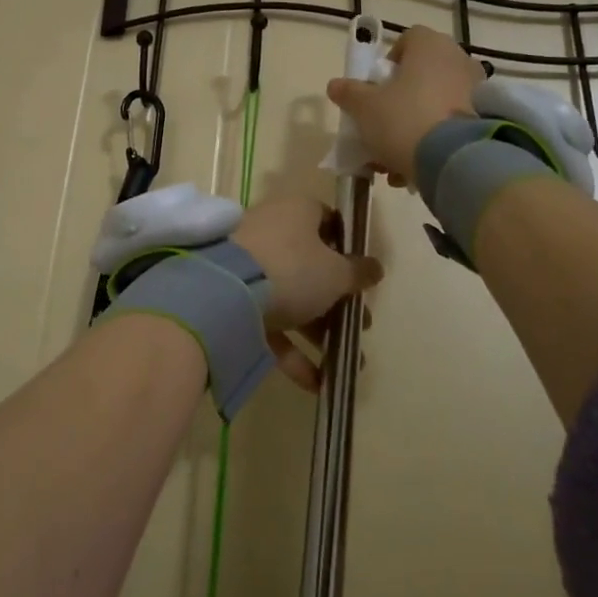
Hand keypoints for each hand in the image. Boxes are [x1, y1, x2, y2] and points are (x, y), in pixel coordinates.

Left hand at [232, 194, 382, 391]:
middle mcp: (270, 233)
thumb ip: (358, 272)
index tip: (361, 273)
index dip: (346, 246)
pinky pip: (269, 324)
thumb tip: (375, 268)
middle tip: (361, 325)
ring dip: (319, 331)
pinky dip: (292, 352)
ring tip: (346, 363)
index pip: (326, 220)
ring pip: (291, 298)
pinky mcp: (233, 301)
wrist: (222, 294)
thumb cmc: (291, 269)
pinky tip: (317, 383)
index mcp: (295, 212)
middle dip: (337, 299)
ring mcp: (248, 267)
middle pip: (310, 264)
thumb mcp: (335, 273)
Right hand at [326, 25, 480, 184]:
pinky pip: (452, 125)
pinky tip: (415, 168)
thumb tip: (335, 85)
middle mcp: (458, 60)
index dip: (389, 62)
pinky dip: (434, 141)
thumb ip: (348, 93)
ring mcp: (477, 90)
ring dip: (414, 126)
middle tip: (382, 127)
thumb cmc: (404, 119)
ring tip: (394, 159)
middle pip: (421, 75)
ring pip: (436, 104)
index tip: (377, 88)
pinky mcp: (487, 120)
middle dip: (399, 101)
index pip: (408, 40)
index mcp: (430, 46)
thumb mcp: (364, 107)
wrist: (455, 160)